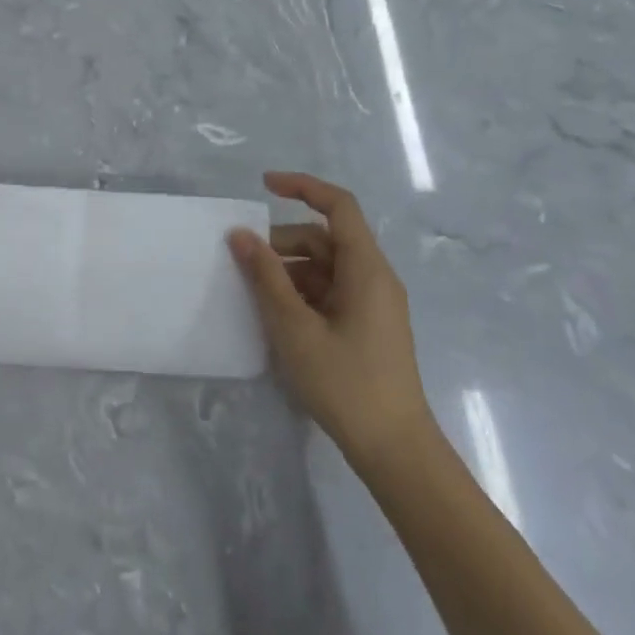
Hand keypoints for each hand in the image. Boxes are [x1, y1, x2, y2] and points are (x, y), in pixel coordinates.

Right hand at [228, 172, 431, 467]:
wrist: (395, 449)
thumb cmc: (346, 383)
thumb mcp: (295, 328)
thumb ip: (265, 277)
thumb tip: (240, 235)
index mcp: (367, 268)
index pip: (338, 206)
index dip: (302, 187)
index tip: (264, 185)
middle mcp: (375, 277)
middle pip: (325, 238)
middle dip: (283, 242)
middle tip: (244, 263)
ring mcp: (373, 303)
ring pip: (326, 267)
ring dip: (289, 271)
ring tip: (255, 295)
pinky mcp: (368, 326)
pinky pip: (331, 292)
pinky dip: (302, 293)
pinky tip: (277, 317)